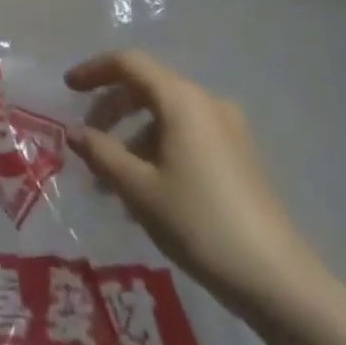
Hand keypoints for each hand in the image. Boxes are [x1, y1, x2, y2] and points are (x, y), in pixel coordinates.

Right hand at [65, 50, 312, 309]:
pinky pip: (185, 136)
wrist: (278, 281)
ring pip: (165, 116)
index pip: (129, 63)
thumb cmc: (199, 223)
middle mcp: (207, 103)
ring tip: (111, 181)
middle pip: (146, 87)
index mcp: (182, 100)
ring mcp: (228, 130)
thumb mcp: (138, 189)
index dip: (93, 70)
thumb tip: (74, 132)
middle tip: (87, 141)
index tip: (67, 89)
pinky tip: (145, 191)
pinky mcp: (239, 157)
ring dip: (132, 137)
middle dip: (111, 110)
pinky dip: (157, 149)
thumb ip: (101, 153)